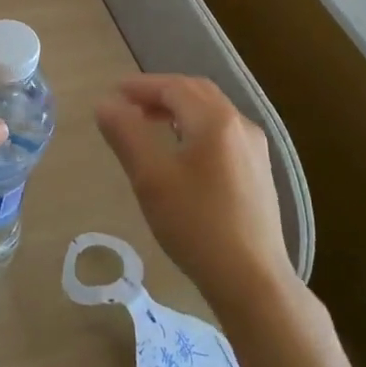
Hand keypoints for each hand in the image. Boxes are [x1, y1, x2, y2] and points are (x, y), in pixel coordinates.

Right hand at [95, 74, 293, 306]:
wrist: (253, 280)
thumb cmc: (196, 224)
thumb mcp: (150, 177)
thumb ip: (126, 134)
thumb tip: (105, 104)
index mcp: (215, 120)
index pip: (173, 87)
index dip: (141, 86)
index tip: (113, 93)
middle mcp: (240, 125)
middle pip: (196, 92)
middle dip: (161, 92)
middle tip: (129, 104)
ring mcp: (255, 149)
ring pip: (212, 112)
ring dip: (179, 109)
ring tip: (149, 124)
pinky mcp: (259, 172)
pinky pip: (223, 132)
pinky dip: (196, 126)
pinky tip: (182, 152)